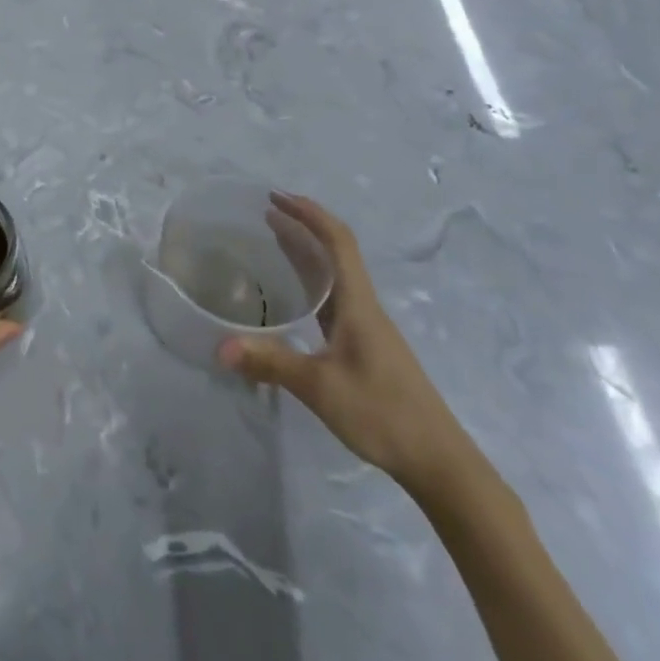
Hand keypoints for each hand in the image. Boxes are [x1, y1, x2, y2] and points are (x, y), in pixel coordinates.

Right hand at [220, 192, 468, 492]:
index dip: (309, 213)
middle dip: (302, 225)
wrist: (439, 463)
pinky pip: (333, 298)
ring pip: (335, 275)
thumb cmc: (383, 414)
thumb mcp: (321, 388)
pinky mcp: (365, 347)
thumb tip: (219, 347)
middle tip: (266, 211)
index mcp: (358, 303)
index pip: (337, 241)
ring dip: (306, 251)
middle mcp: (364, 306)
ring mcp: (367, 328)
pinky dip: (311, 282)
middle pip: (335, 251)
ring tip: (273, 239)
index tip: (277, 197)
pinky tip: (294, 295)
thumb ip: (271, 363)